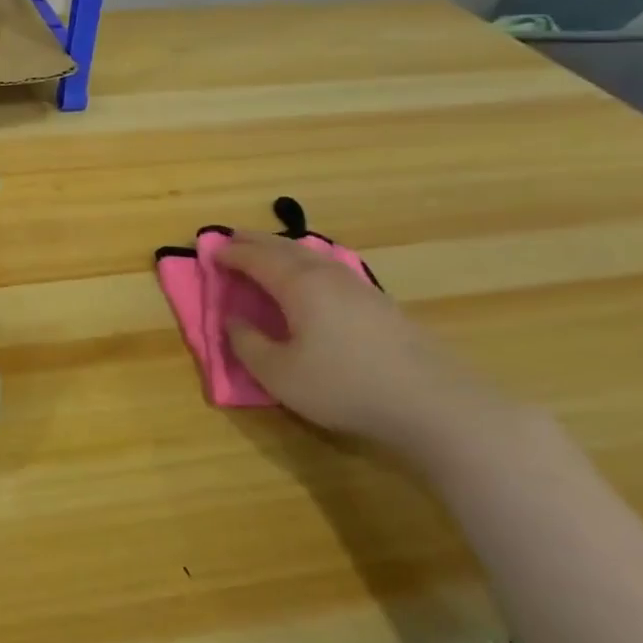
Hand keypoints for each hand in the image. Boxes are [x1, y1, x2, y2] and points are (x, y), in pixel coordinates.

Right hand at [219, 231, 517, 463]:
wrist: (433, 404)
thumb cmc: (344, 386)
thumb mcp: (279, 374)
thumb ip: (248, 344)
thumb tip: (233, 320)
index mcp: (299, 285)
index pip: (257, 259)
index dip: (231, 254)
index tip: (209, 251)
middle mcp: (328, 275)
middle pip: (285, 248)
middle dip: (255, 241)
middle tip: (232, 238)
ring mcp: (359, 287)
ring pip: (312, 255)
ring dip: (283, 250)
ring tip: (267, 252)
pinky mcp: (380, 304)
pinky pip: (331, 269)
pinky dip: (307, 264)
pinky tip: (311, 278)